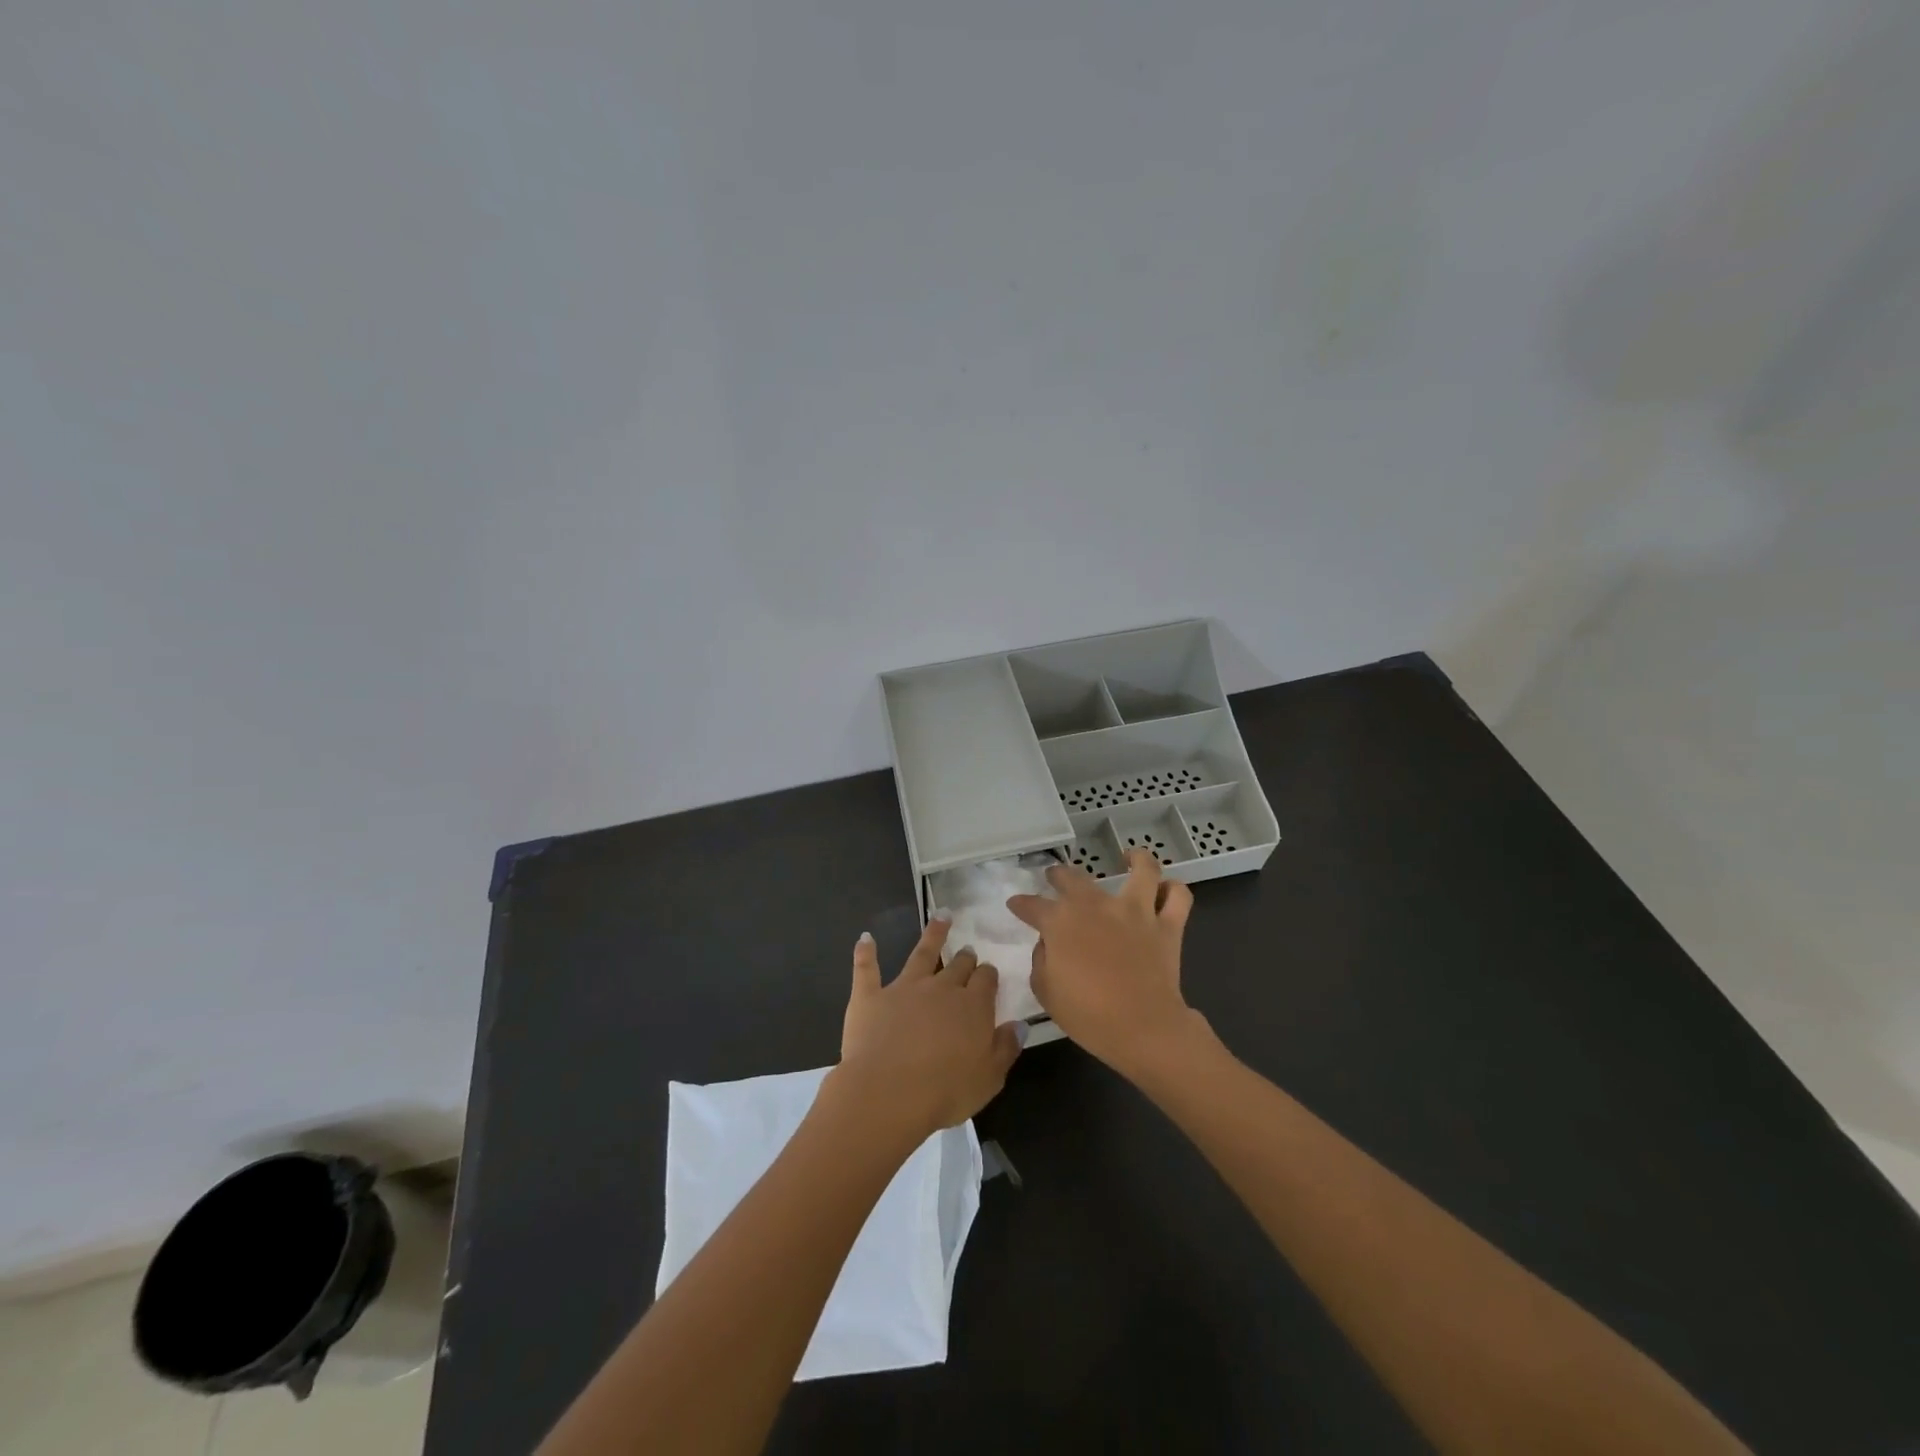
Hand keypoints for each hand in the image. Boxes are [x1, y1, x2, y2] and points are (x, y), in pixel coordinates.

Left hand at [836, 915, 1024, 1140]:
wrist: (888, 1093)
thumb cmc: (945, 1092)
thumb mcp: (989, 1078)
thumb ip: (1006, 1048)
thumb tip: (1020, 1024)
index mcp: (972, 1007)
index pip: (986, 980)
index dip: (988, 976)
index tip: (988, 974)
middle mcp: (941, 988)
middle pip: (958, 966)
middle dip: (965, 958)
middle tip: (968, 952)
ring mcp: (903, 988)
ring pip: (921, 953)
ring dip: (933, 934)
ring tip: (941, 917)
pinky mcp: (870, 996)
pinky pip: (867, 968)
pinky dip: (866, 951)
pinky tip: (866, 938)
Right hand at [1007, 850, 1201, 1081]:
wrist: (1143, 1028)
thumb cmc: (1088, 1015)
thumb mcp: (1046, 992)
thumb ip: (1041, 960)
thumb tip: (1048, 943)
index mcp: (1061, 922)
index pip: (1032, 905)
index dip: (1021, 904)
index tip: (1016, 905)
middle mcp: (1096, 905)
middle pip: (1074, 877)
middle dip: (1059, 875)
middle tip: (1055, 877)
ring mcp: (1135, 911)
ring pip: (1141, 869)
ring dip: (1135, 859)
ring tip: (1129, 858)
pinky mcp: (1167, 925)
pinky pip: (1178, 897)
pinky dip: (1173, 890)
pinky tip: (1165, 890)